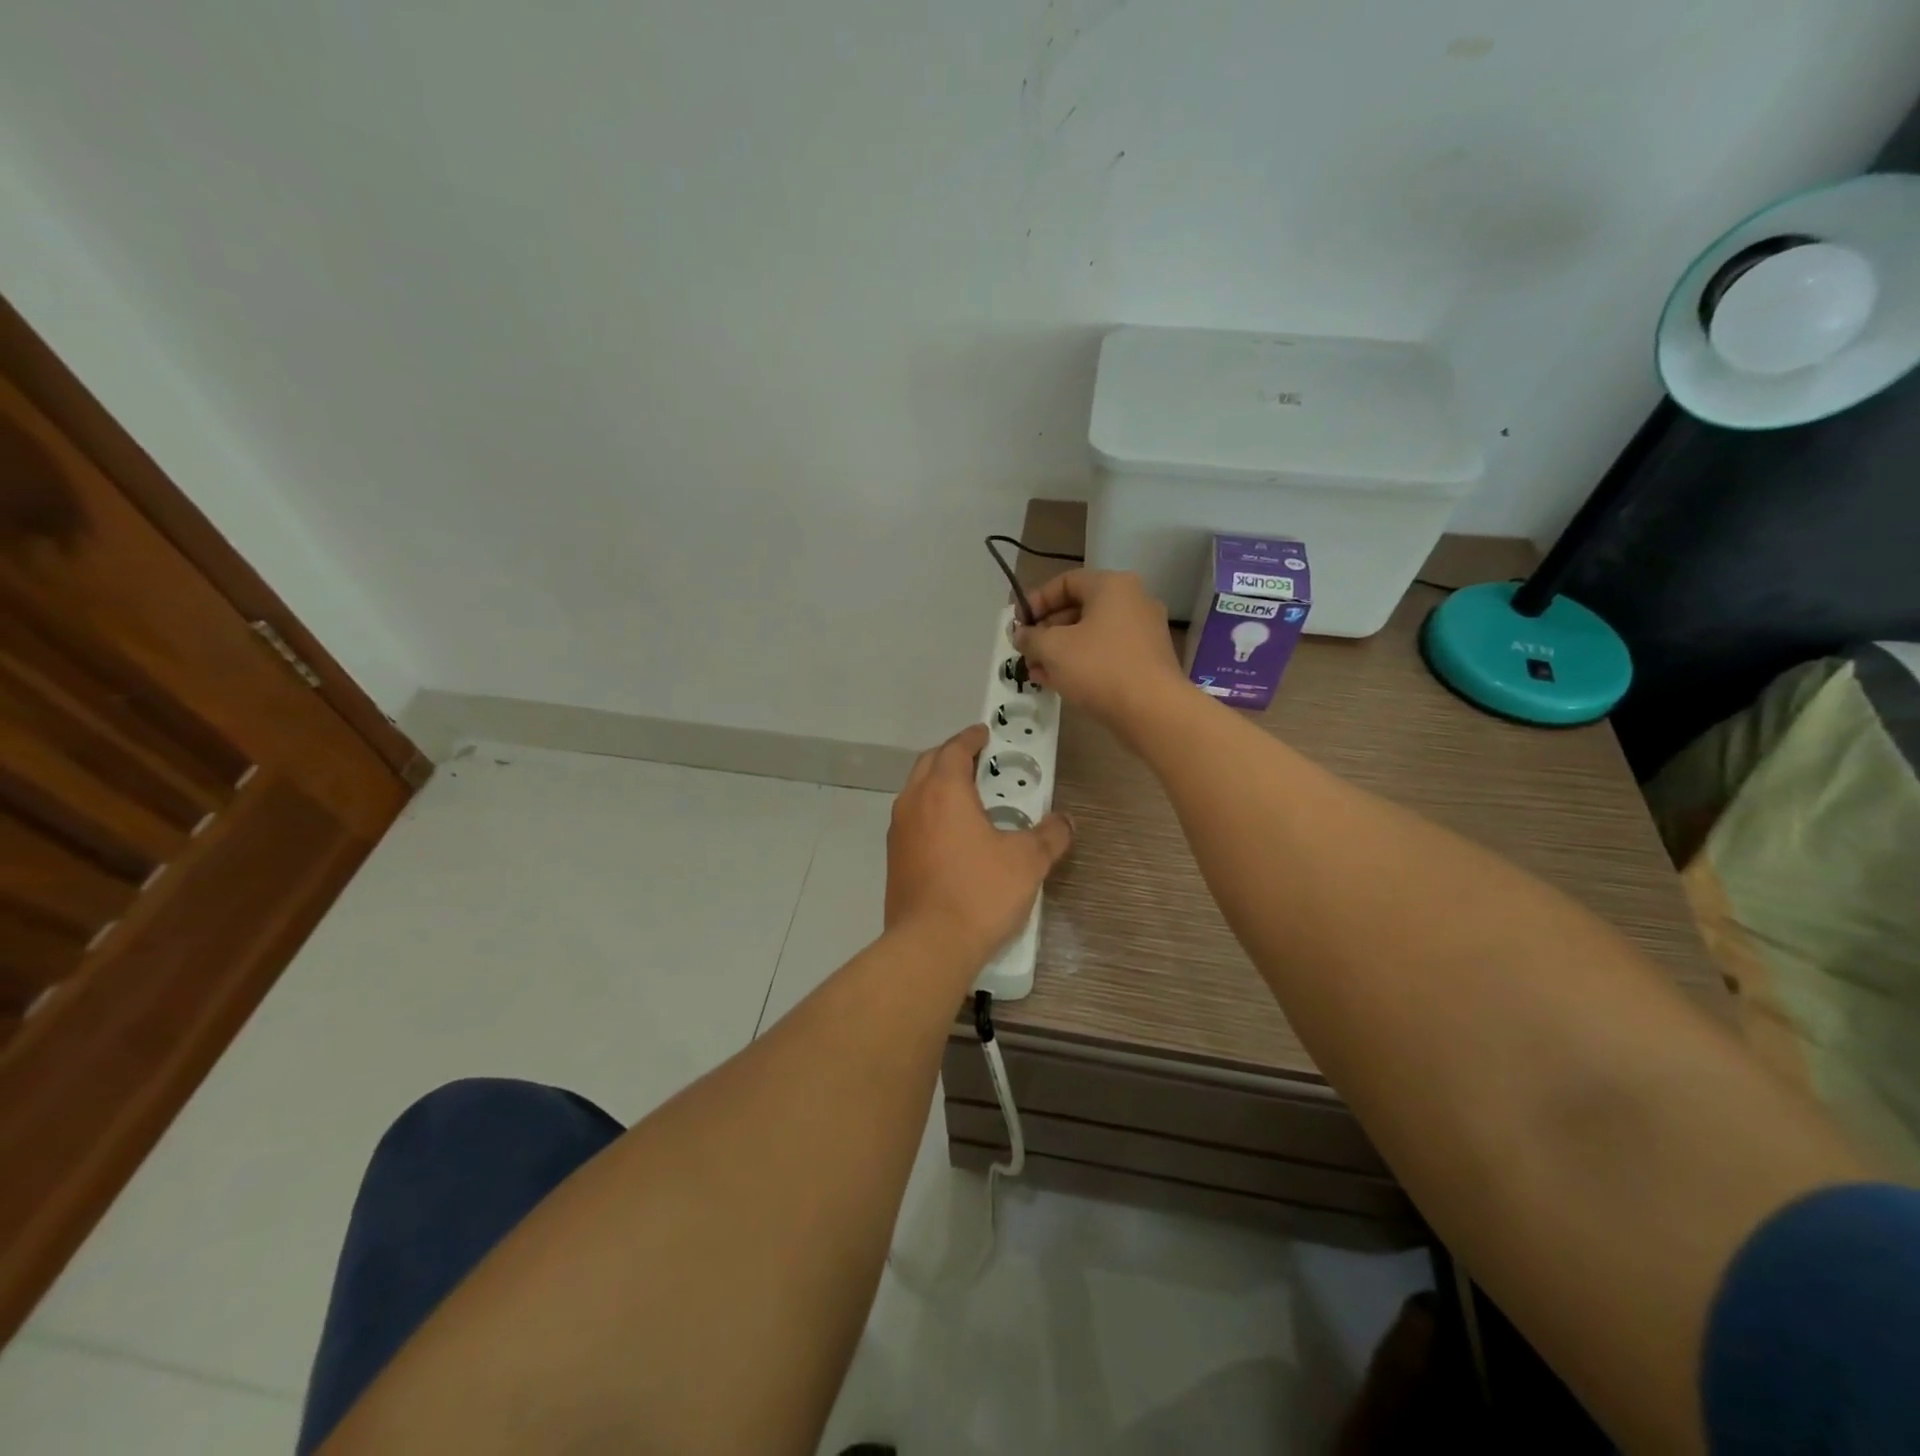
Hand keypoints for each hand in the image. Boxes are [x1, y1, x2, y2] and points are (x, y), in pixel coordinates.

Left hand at [885, 724, 1072, 968]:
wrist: (930, 945)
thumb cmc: (980, 892)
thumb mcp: (1028, 862)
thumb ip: (1050, 835)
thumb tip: (1065, 822)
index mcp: (944, 791)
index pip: (955, 749)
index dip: (971, 738)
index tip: (984, 733)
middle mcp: (914, 803)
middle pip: (929, 764)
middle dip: (951, 756)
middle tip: (977, 760)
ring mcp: (899, 832)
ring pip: (915, 792)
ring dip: (937, 784)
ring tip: (966, 796)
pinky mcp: (894, 859)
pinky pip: (912, 820)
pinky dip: (929, 812)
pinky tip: (951, 835)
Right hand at [1011, 570, 1186, 731]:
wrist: (1152, 711)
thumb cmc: (1099, 668)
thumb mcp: (1053, 649)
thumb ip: (1030, 637)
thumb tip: (1021, 635)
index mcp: (1112, 586)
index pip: (1065, 582)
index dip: (1036, 601)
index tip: (1017, 624)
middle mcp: (1133, 601)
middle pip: (1079, 608)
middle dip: (1047, 630)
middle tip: (1025, 650)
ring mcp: (1144, 632)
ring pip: (1091, 634)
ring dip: (1060, 650)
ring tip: (1036, 671)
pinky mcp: (1147, 660)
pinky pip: (1106, 653)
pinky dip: (1082, 662)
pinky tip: (1059, 682)